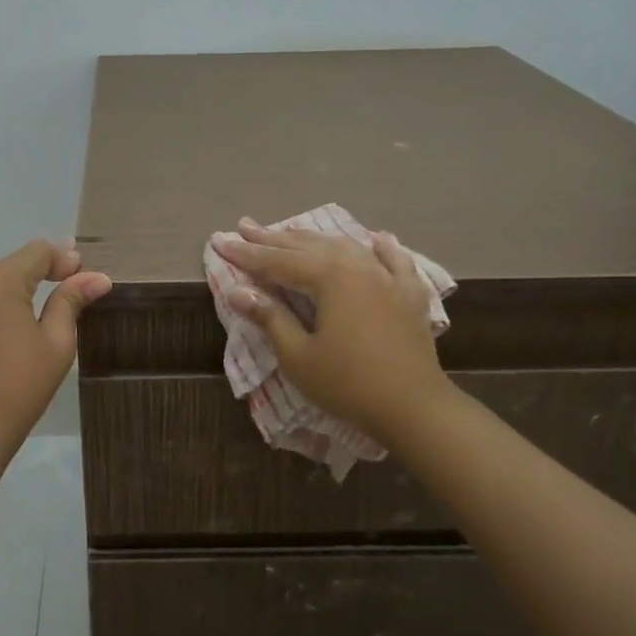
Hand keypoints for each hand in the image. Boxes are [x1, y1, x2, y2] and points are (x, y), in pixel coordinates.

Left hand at [0, 238, 111, 447]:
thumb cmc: (20, 385)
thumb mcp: (56, 342)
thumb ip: (71, 301)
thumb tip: (97, 278)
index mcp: (0, 281)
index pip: (37, 252)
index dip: (63, 259)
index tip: (84, 276)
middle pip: (14, 262)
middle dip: (42, 268)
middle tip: (69, 280)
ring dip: (15, 279)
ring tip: (36, 285)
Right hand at [211, 219, 447, 448]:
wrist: (415, 409)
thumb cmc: (348, 384)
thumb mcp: (298, 355)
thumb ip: (269, 317)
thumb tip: (238, 291)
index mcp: (329, 277)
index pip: (276, 260)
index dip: (246, 253)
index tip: (219, 240)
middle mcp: (358, 265)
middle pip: (308, 247)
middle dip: (273, 238)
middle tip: (246, 226)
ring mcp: (388, 277)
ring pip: (345, 247)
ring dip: (314, 239)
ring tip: (290, 231)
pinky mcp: (409, 295)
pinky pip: (394, 261)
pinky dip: (380, 248)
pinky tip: (376, 238)